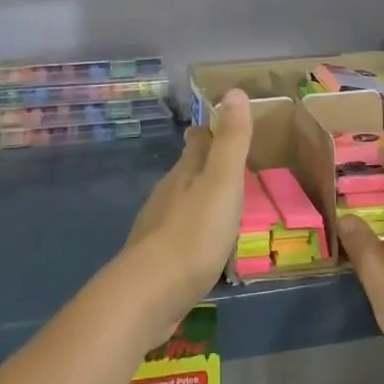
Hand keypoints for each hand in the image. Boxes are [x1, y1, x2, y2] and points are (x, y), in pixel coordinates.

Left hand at [120, 90, 252, 339]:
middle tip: (227, 165)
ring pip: (181, 203)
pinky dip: (193, 232)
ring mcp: (159, 227)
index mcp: (185, 172)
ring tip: (221, 203)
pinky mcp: (157, 260)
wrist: (150, 293)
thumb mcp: (222, 182)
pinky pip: (180, 236)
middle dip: (203, 164)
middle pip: (186, 171)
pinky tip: (205, 246)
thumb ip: (231, 141)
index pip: (196, 141)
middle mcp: (168, 194)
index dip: (207, 131)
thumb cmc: (194, 233)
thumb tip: (233, 90)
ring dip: (199, 199)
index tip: (217, 124)